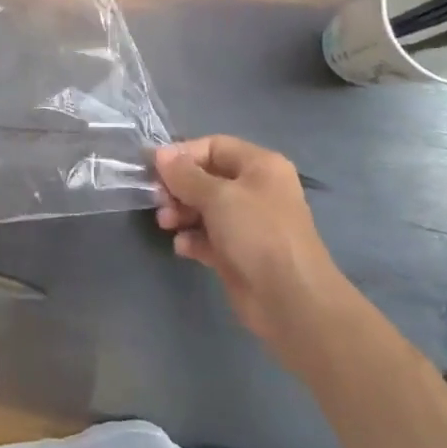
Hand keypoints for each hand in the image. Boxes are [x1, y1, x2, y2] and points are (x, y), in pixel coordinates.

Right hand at [155, 137, 352, 362]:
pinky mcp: (239, 253)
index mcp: (260, 166)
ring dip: (181, 212)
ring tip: (166, 224)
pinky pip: (208, 237)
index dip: (183, 154)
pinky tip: (183, 247)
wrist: (292, 301)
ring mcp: (248, 224)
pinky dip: (193, 239)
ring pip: (205, 208)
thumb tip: (160, 153)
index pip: (214, 146)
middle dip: (179, 187)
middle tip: (159, 200)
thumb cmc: (257, 234)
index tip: (154, 169)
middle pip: (207, 177)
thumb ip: (185, 174)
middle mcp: (255, 190)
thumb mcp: (218, 196)